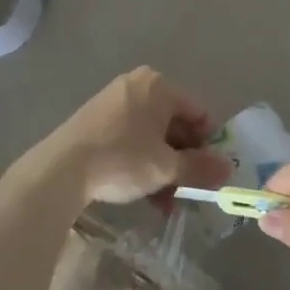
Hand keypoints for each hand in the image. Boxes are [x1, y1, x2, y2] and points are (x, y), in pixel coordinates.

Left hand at [39, 68, 233, 208]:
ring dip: (162, 169)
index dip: (207, 146)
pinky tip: (142, 194)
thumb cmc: (122, 159)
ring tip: (164, 203)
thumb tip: (228, 169)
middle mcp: (137, 86)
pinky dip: (140, 163)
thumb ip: (200, 167)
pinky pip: (129, 139)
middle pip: (174, 125)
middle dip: (182, 162)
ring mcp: (113, 101)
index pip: (198, 114)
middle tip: (185, 192)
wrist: (61, 168)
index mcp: (159, 86)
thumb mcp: (166, 168)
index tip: (206, 174)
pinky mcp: (95, 120)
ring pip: (151, 137)